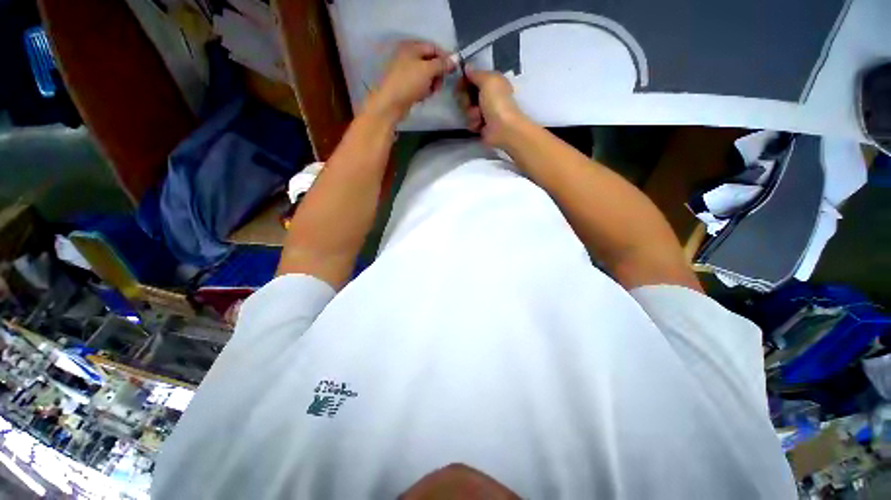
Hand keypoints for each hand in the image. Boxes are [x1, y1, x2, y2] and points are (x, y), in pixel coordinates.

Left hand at [365, 41, 454, 121]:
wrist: (390, 104)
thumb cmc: (408, 83)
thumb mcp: (428, 70)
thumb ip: (442, 64)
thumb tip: (455, 59)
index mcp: (411, 47)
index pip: (433, 47)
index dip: (444, 57)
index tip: (453, 70)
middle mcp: (407, 56)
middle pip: (429, 61)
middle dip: (438, 73)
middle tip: (440, 85)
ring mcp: (405, 72)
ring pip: (425, 75)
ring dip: (432, 83)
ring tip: (431, 92)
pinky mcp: (404, 86)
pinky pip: (419, 85)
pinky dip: (423, 90)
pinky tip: (423, 97)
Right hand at [457, 69, 526, 147]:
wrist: (503, 128)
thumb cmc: (497, 102)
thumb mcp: (487, 80)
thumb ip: (476, 73)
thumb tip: (467, 67)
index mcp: (492, 83)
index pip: (473, 79)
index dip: (464, 82)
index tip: (458, 85)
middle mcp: (489, 96)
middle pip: (468, 95)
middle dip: (466, 100)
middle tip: (470, 103)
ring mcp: (485, 112)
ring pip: (467, 110)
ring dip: (471, 113)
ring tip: (479, 116)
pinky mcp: (482, 126)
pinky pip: (471, 123)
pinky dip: (474, 124)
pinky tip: (480, 125)